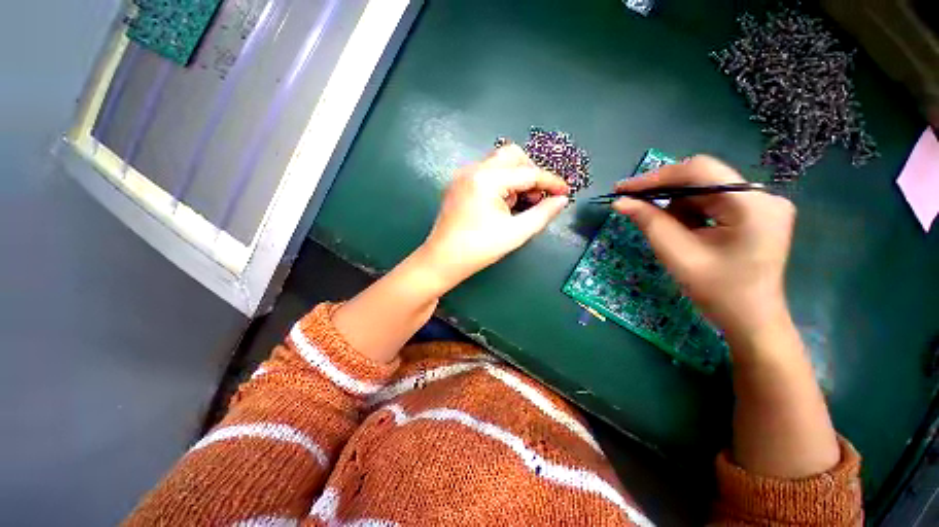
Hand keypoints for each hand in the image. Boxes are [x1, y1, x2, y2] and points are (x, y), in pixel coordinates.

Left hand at [417, 145, 569, 290]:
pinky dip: (500, 183)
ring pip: (499, 163)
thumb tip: (562, 200)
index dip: (551, 182)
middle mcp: (473, 169)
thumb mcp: (516, 233)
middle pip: (512, 156)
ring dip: (515, 178)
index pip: (528, 173)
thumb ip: (542, 214)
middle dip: (530, 173)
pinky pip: (486, 173)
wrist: (442, 259)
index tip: (565, 192)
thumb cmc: (479, 249)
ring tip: (517, 205)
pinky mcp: (458, 184)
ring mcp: (463, 175)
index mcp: (487, 179)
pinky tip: (501, 204)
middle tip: (536, 197)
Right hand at [612, 155, 795, 338]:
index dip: (657, 177)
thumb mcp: (677, 255)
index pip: (699, 171)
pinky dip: (689, 214)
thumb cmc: (718, 292)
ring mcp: (761, 205)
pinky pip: (712, 203)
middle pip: (702, 180)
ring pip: (704, 191)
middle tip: (632, 204)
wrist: (751, 320)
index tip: (623, 189)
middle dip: (664, 193)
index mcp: (752, 205)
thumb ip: (649, 223)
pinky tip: (681, 232)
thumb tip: (620, 202)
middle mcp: (762, 197)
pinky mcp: (755, 214)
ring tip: (665, 231)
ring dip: (676, 207)